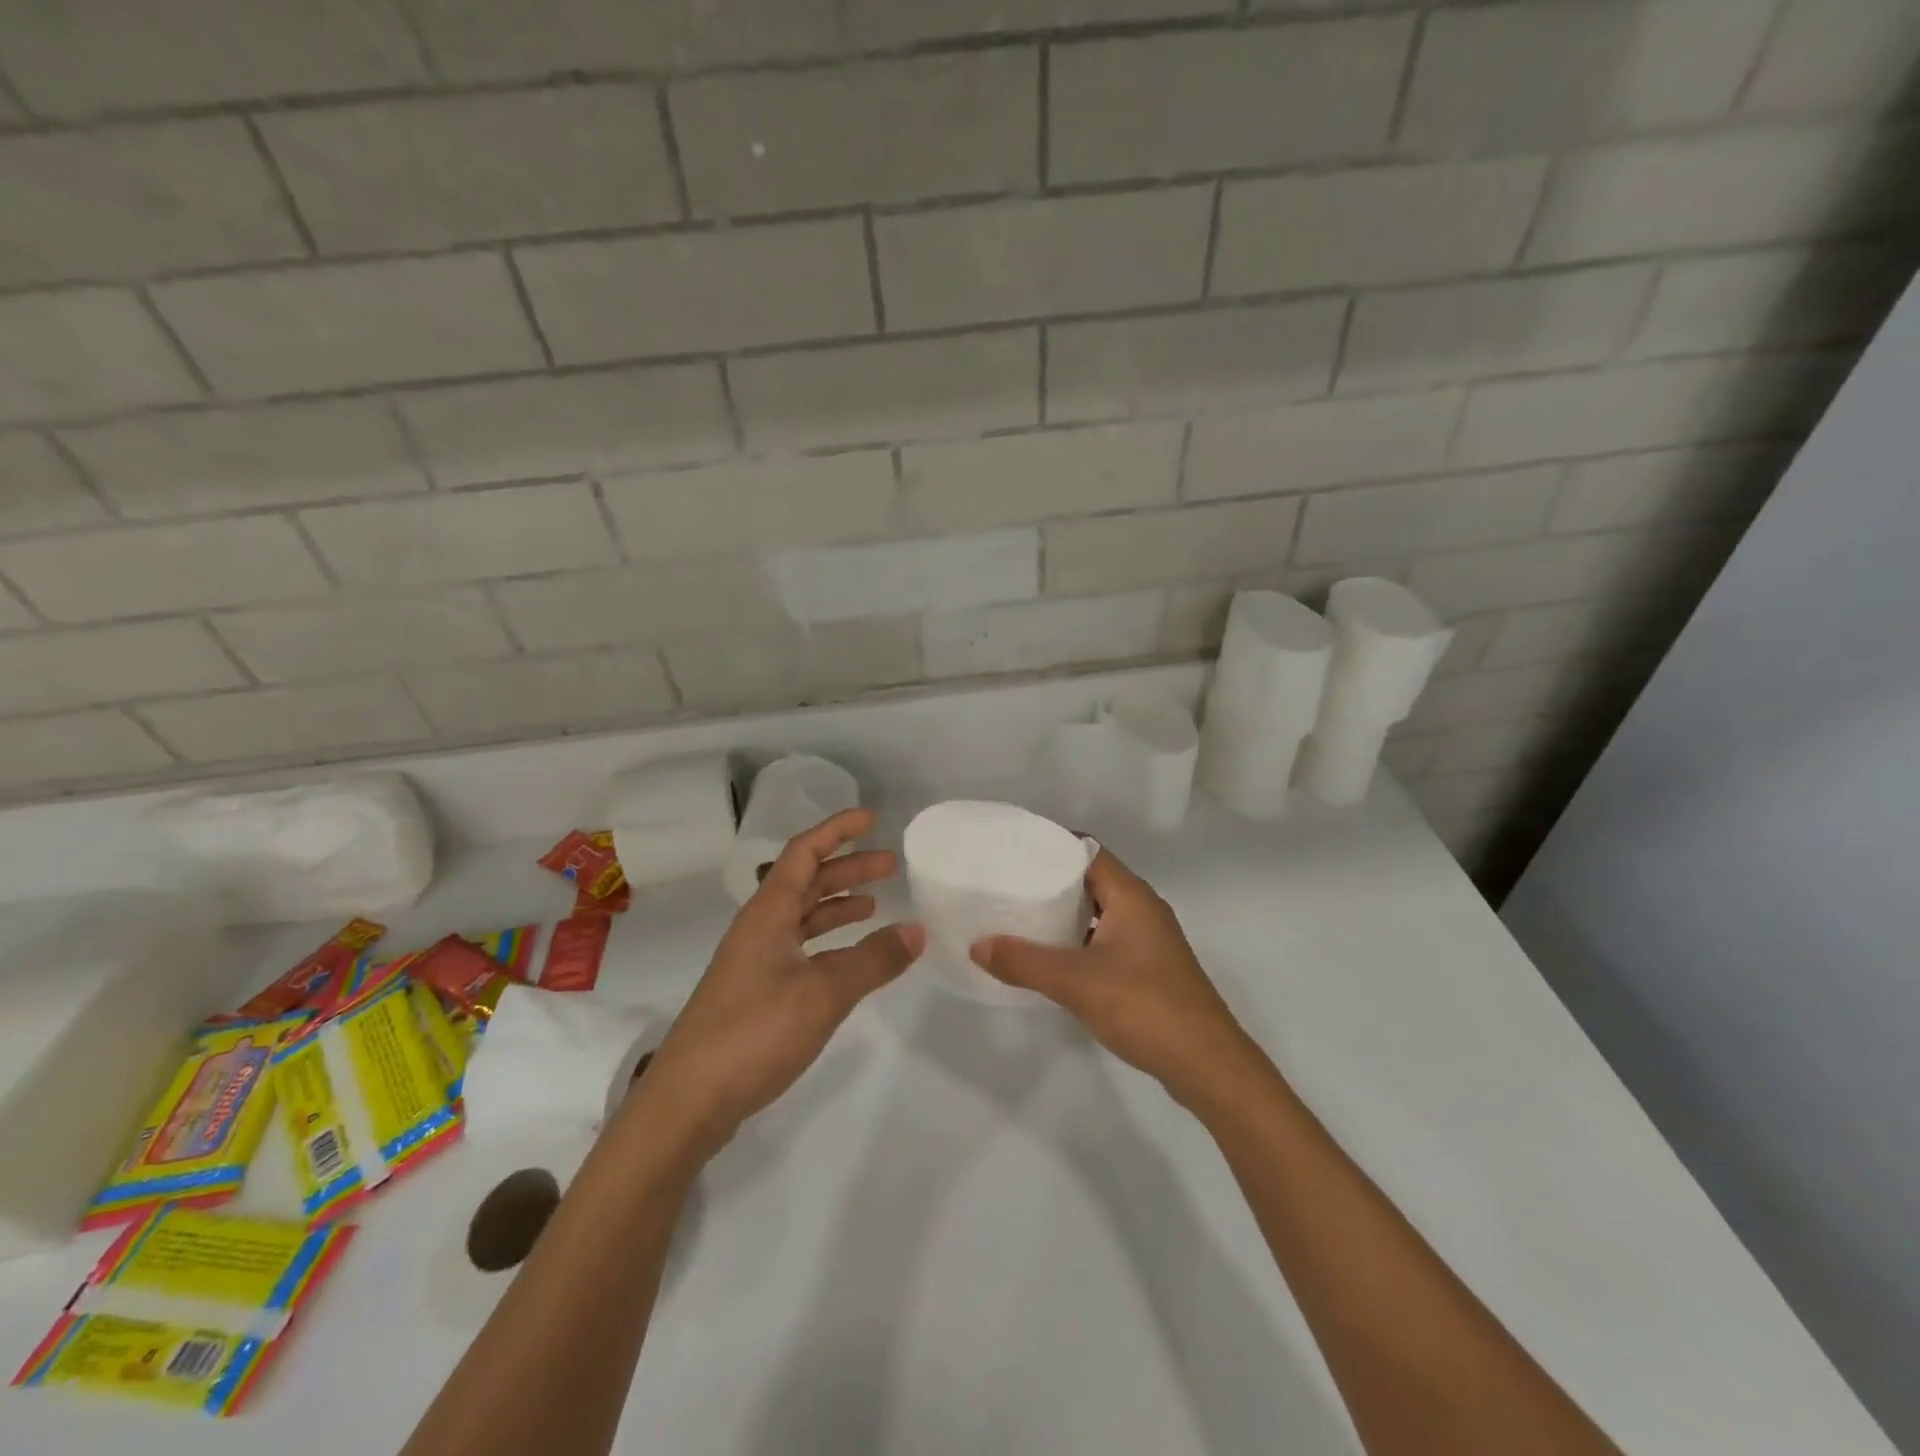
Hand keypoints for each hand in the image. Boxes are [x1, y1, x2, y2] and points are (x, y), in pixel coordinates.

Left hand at [639, 808, 924, 1157]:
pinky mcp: (756, 992)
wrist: (689, 1100)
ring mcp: (755, 961)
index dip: (837, 830)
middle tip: (890, 865)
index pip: (804, 852)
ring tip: (876, 905)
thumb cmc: (754, 1032)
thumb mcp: (824, 993)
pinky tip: (849, 957)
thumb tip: (917, 929)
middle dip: (847, 868)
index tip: (871, 818)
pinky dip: (828, 941)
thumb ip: (873, 959)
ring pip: (802, 916)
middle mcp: (760, 928)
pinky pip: (800, 948)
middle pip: (806, 882)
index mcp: (768, 913)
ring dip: (837, 904)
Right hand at [970, 850, 1253, 1108]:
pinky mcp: (1150, 969)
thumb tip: (977, 945)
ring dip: (1066, 914)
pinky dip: (1080, 941)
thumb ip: (1024, 961)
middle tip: (1009, 884)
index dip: (1052, 846)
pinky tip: (1053, 960)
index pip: (1088, 851)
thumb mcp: (1076, 982)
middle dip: (1052, 882)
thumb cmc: (1144, 1006)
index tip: (1014, 850)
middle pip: (1092, 880)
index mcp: (1131, 895)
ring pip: (1100, 912)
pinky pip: (1108, 939)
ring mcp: (1150, 940)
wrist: (1207, 1064)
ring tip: (1022, 918)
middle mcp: (1143, 909)